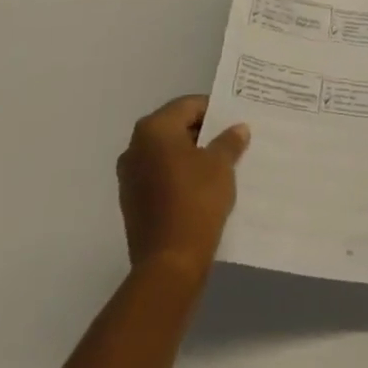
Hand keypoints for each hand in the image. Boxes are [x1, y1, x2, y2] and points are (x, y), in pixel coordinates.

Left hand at [116, 95, 248, 280]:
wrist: (169, 262)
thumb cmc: (196, 200)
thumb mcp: (221, 165)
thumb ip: (229, 141)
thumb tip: (238, 129)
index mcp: (154, 130)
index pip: (188, 105)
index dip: (214, 111)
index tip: (235, 121)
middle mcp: (135, 148)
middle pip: (175, 127)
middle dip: (202, 132)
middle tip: (231, 140)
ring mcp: (130, 176)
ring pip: (167, 153)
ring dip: (191, 154)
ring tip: (220, 163)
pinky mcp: (132, 201)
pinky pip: (160, 175)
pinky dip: (179, 175)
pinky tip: (202, 186)